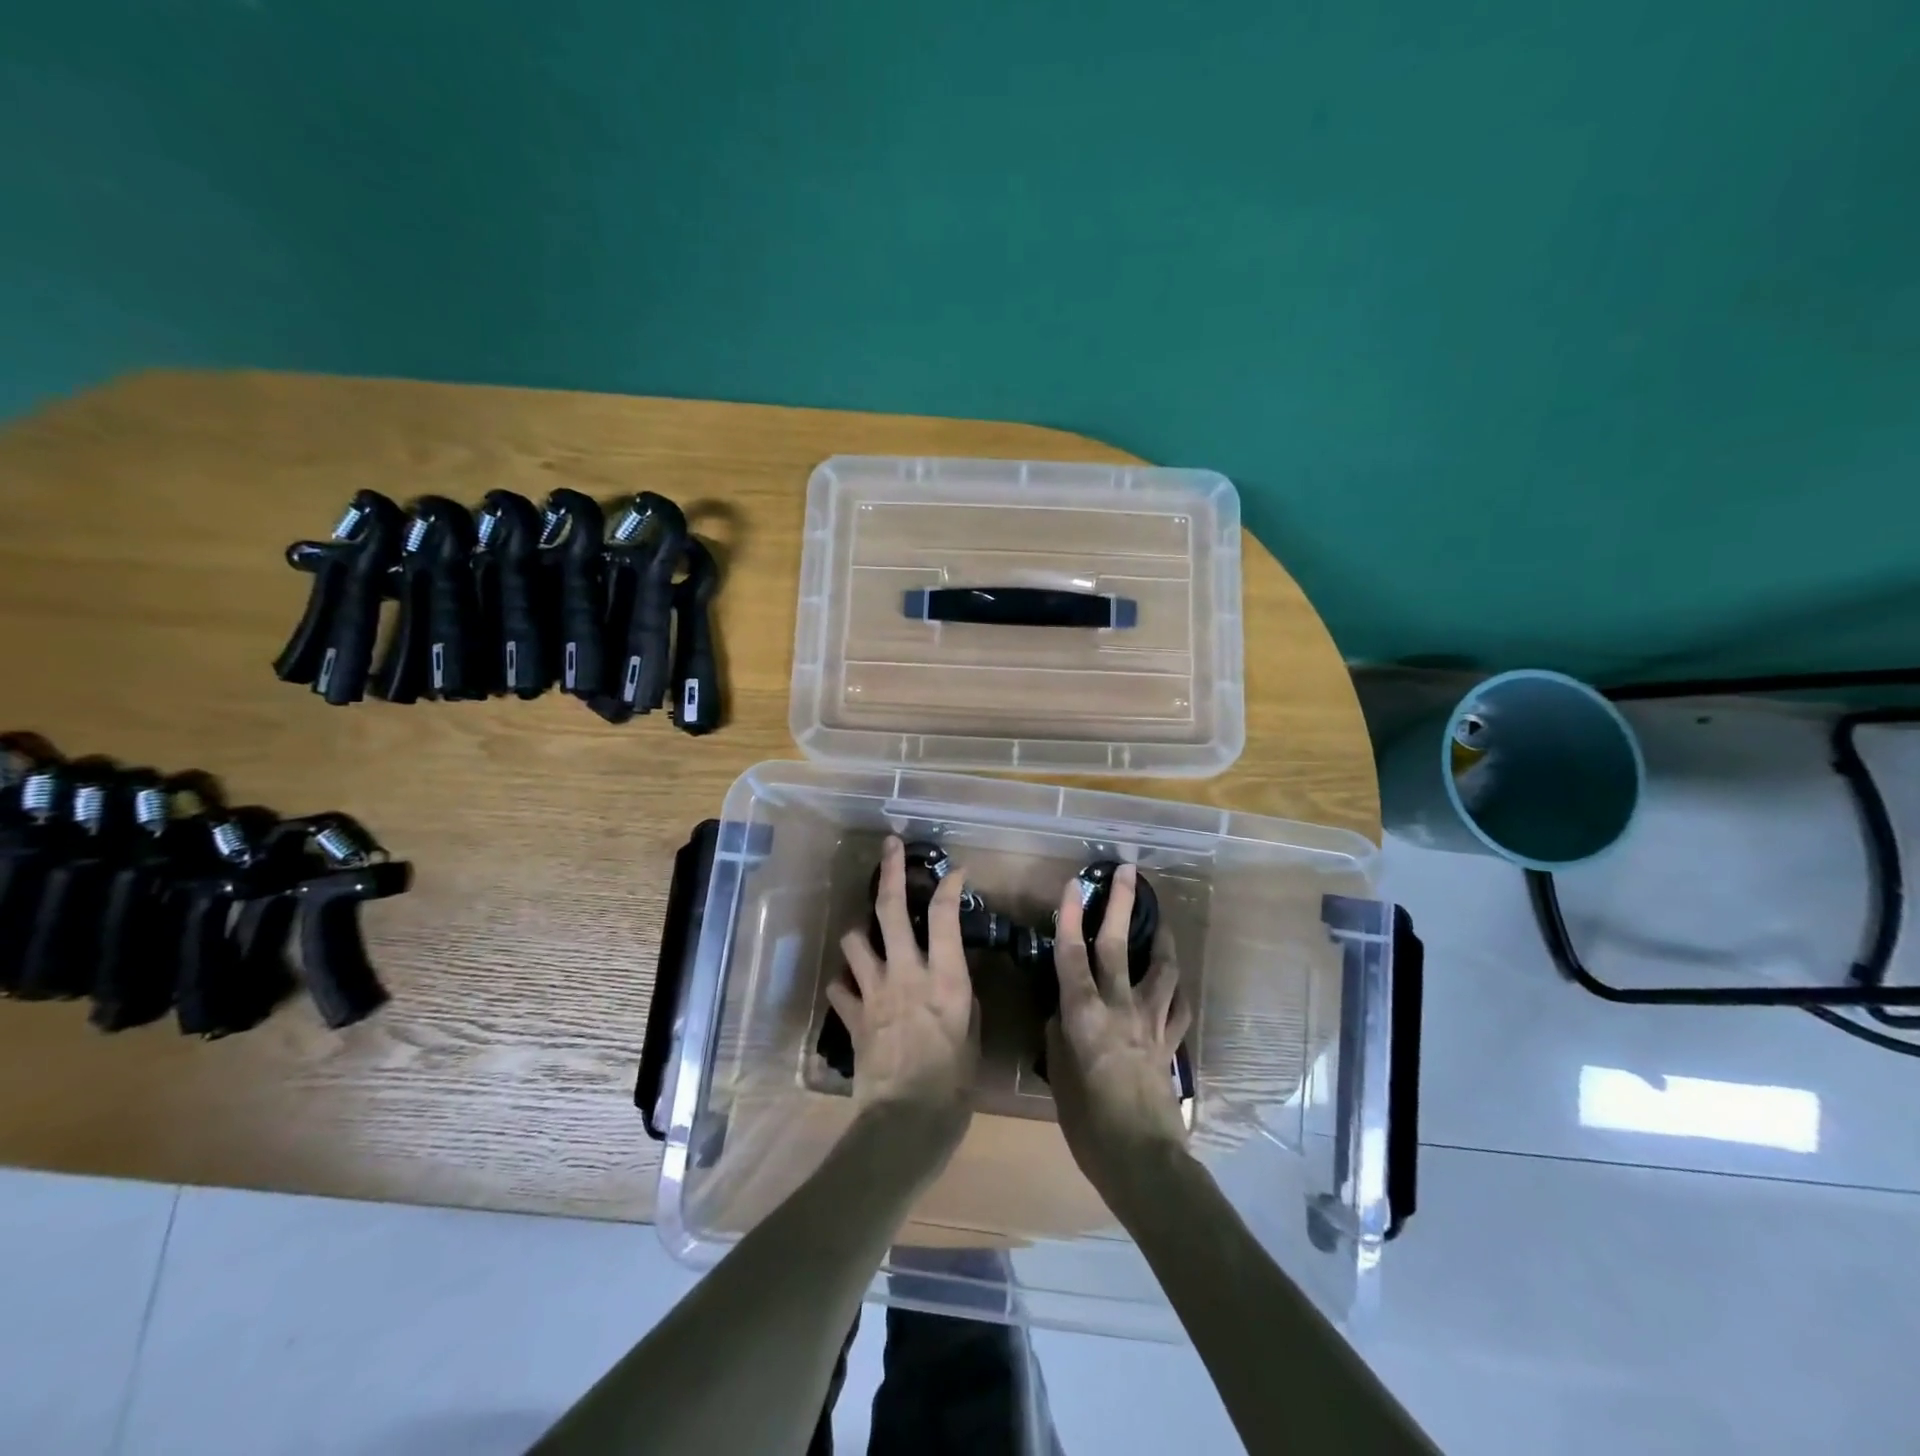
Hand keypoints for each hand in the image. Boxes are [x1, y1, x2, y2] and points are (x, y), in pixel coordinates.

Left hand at [828, 837, 979, 1140]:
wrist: (904, 1125)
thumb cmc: (952, 1087)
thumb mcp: (972, 1039)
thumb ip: (962, 1002)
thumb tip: (953, 985)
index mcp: (944, 979)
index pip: (944, 916)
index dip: (948, 886)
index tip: (954, 871)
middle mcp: (906, 974)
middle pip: (890, 909)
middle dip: (890, 871)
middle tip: (890, 847)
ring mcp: (874, 992)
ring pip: (855, 940)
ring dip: (861, 933)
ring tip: (868, 936)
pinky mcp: (852, 1016)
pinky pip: (840, 987)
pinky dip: (846, 983)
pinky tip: (853, 987)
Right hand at [1046, 864, 1192, 1210]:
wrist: (1143, 1160)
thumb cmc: (1089, 1125)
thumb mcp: (1060, 1077)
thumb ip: (1060, 1036)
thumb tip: (1063, 1013)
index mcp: (1084, 1014)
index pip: (1072, 954)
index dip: (1071, 916)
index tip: (1074, 883)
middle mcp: (1119, 1007)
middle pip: (1118, 945)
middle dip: (1121, 904)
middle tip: (1128, 871)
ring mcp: (1151, 1023)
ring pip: (1160, 968)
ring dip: (1160, 939)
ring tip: (1160, 920)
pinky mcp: (1170, 1043)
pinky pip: (1178, 1006)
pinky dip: (1176, 989)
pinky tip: (1174, 982)